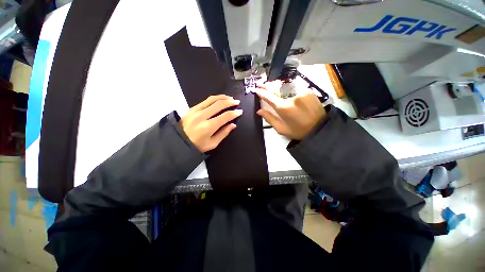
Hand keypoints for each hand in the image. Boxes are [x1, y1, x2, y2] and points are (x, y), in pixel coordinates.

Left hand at [181, 95, 241, 151]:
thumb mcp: (212, 143)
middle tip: (237, 102)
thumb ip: (223, 133)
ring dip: (223, 97)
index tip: (240, 111)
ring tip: (230, 98)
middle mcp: (202, 116)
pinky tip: (219, 99)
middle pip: (219, 105)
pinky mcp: (192, 108)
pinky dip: (214, 98)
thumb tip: (233, 124)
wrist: (178, 141)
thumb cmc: (197, 145)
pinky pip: (205, 100)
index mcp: (208, 127)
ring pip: (212, 99)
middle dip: (230, 102)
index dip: (234, 113)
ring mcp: (196, 110)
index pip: (225, 116)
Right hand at [256, 80, 325, 139]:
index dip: (262, 93)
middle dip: (268, 85)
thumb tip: (259, 111)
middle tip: (261, 84)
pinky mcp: (308, 90)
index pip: (270, 97)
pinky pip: (294, 86)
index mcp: (284, 108)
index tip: (256, 90)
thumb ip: (269, 118)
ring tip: (271, 85)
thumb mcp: (281, 129)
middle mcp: (292, 97)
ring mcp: (301, 92)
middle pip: (277, 88)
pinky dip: (287, 87)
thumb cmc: (298, 131)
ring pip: (285, 86)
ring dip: (277, 85)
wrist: (319, 128)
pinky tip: (284, 88)